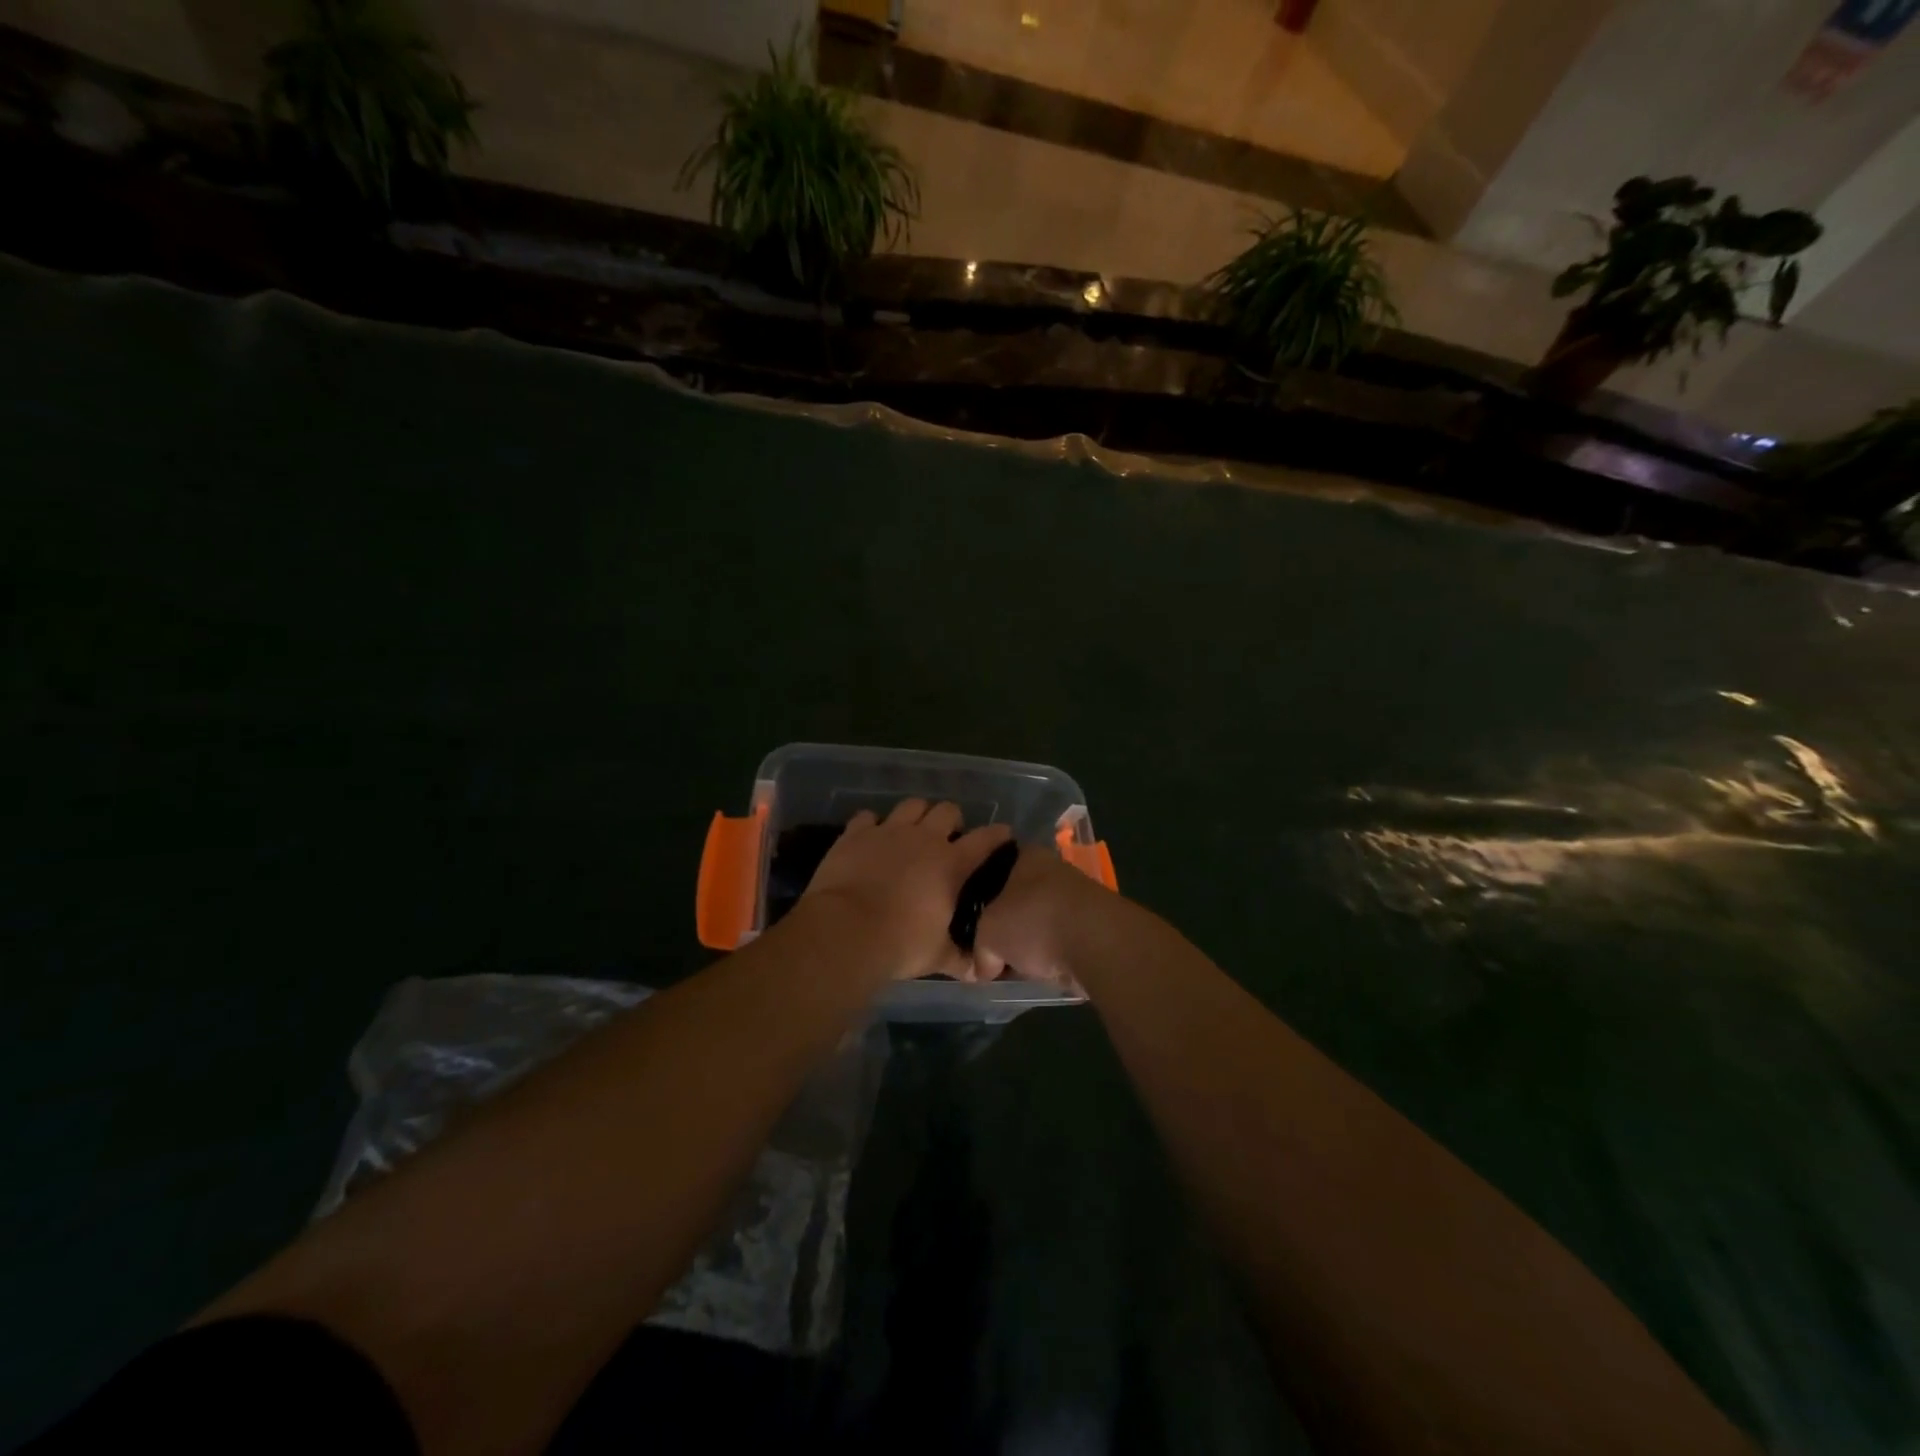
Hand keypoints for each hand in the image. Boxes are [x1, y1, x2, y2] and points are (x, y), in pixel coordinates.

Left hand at [801, 799, 1013, 981]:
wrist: (846, 931)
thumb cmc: (900, 944)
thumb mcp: (937, 956)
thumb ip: (959, 959)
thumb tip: (979, 974)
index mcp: (951, 864)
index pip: (985, 839)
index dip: (997, 835)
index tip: (1003, 835)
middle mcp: (924, 838)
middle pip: (948, 810)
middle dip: (952, 820)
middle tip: (948, 839)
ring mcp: (888, 831)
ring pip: (912, 804)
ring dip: (916, 815)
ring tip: (912, 831)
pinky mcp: (856, 833)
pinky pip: (868, 816)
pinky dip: (872, 825)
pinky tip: (871, 838)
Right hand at [973, 847, 1106, 988]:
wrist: (1095, 941)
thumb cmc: (1033, 920)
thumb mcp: (988, 935)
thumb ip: (980, 950)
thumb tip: (983, 969)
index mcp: (1025, 856)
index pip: (996, 869)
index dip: (981, 894)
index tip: (972, 918)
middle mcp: (1053, 869)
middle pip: (1020, 897)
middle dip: (1007, 923)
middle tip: (990, 949)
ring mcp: (1078, 896)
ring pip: (1042, 919)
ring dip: (1031, 941)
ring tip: (1014, 967)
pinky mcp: (1096, 925)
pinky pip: (1063, 939)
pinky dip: (1053, 954)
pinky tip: (1042, 972)